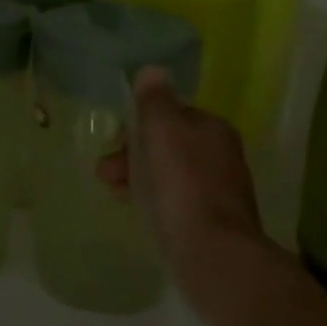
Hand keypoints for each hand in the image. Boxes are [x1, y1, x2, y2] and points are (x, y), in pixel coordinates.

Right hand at [97, 67, 270, 320]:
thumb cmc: (182, 185)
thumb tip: (152, 70)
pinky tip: (139, 213)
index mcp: (213, 128)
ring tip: (113, 192)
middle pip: (169, 145)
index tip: (114, 139)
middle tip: (104, 172)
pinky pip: (176, 202)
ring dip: (139, 178)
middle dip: (133, 154)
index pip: (172, 114)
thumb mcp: (162, 131)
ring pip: (170, 174)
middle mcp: (222, 155)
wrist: (213, 254)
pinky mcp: (213, 224)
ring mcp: (220, 192)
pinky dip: (154, 201)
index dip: (139, 124)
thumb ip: (154, 100)